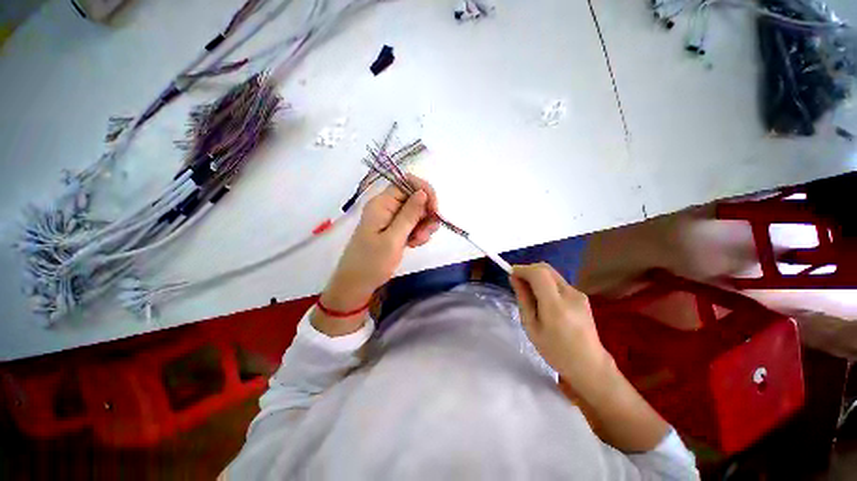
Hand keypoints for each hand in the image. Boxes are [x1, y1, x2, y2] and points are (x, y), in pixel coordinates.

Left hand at [319, 175, 439, 323]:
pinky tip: (414, 244)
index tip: (434, 210)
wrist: (357, 284)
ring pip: (417, 212)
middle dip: (426, 213)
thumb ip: (409, 215)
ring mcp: (391, 218)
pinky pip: (413, 224)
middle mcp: (387, 207)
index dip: (425, 191)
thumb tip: (423, 192)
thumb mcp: (393, 239)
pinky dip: (418, 233)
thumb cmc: (372, 262)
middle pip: (415, 197)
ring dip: (423, 225)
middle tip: (425, 233)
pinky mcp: (395, 229)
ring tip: (417, 242)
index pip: (407, 182)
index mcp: (382, 203)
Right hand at [510, 263, 610, 390]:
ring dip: (537, 276)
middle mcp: (570, 294)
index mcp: (556, 305)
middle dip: (528, 270)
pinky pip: (558, 282)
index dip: (522, 269)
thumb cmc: (555, 351)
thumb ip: (523, 299)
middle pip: (546, 268)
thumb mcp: (531, 326)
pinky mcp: (582, 296)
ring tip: (530, 293)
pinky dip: (546, 283)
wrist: (590, 365)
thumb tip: (514, 278)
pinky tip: (543, 299)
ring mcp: (579, 294)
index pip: (538, 273)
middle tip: (518, 282)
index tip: (511, 274)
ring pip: (552, 274)